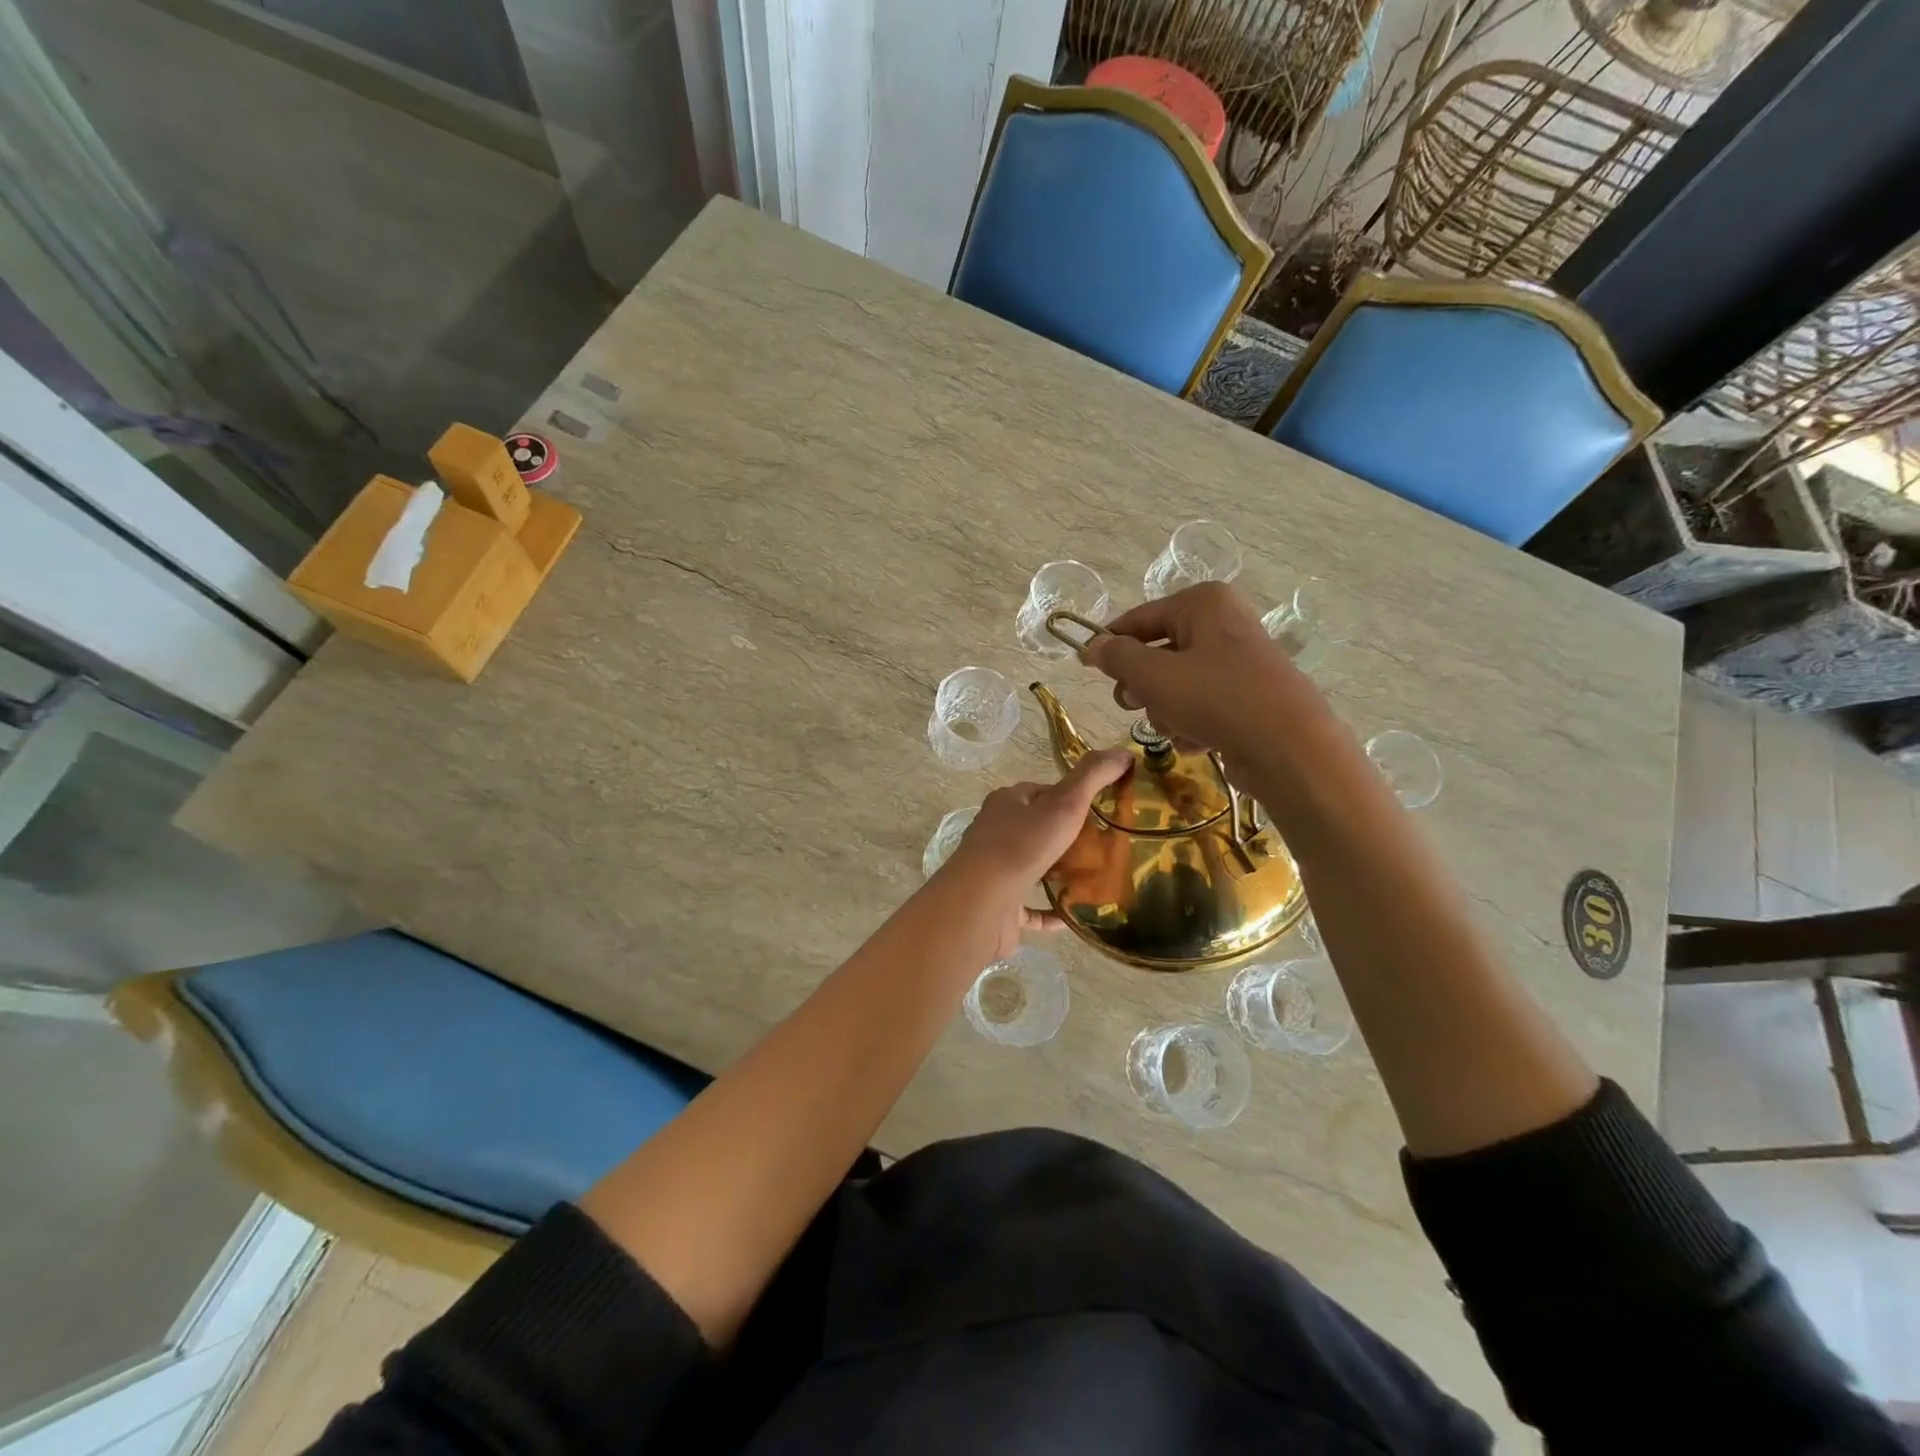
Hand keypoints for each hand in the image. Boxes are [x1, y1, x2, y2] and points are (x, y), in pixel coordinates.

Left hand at [935, 748, 1131, 959]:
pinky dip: (1052, 910)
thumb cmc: (1022, 846)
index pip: (1044, 792)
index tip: (1104, 810)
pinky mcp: (1000, 905)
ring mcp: (996, 870)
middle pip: (1039, 829)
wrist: (982, 902)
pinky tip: (1074, 914)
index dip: (1073, 798)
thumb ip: (1093, 776)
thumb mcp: (1064, 803)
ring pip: (1034, 867)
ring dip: (1060, 872)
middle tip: (1106, 847)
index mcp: (1008, 802)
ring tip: (1097, 878)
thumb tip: (1125, 753)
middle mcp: (997, 832)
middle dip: (1070, 837)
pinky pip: (1030, 907)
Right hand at [1082, 582, 1317, 764]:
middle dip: (1142, 685)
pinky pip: (1201, 705)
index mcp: (1203, 604)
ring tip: (1175, 727)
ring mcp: (1238, 661)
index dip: (1109, 643)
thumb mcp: (1153, 675)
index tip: (1086, 667)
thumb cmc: (1216, 698)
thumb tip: (1092, 646)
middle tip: (1131, 704)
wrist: (1289, 747)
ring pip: (1176, 684)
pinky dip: (1191, 723)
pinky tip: (1196, 740)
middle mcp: (1223, 624)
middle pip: (1158, 653)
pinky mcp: (1248, 697)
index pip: (1139, 618)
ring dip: (1165, 710)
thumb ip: (1117, 657)